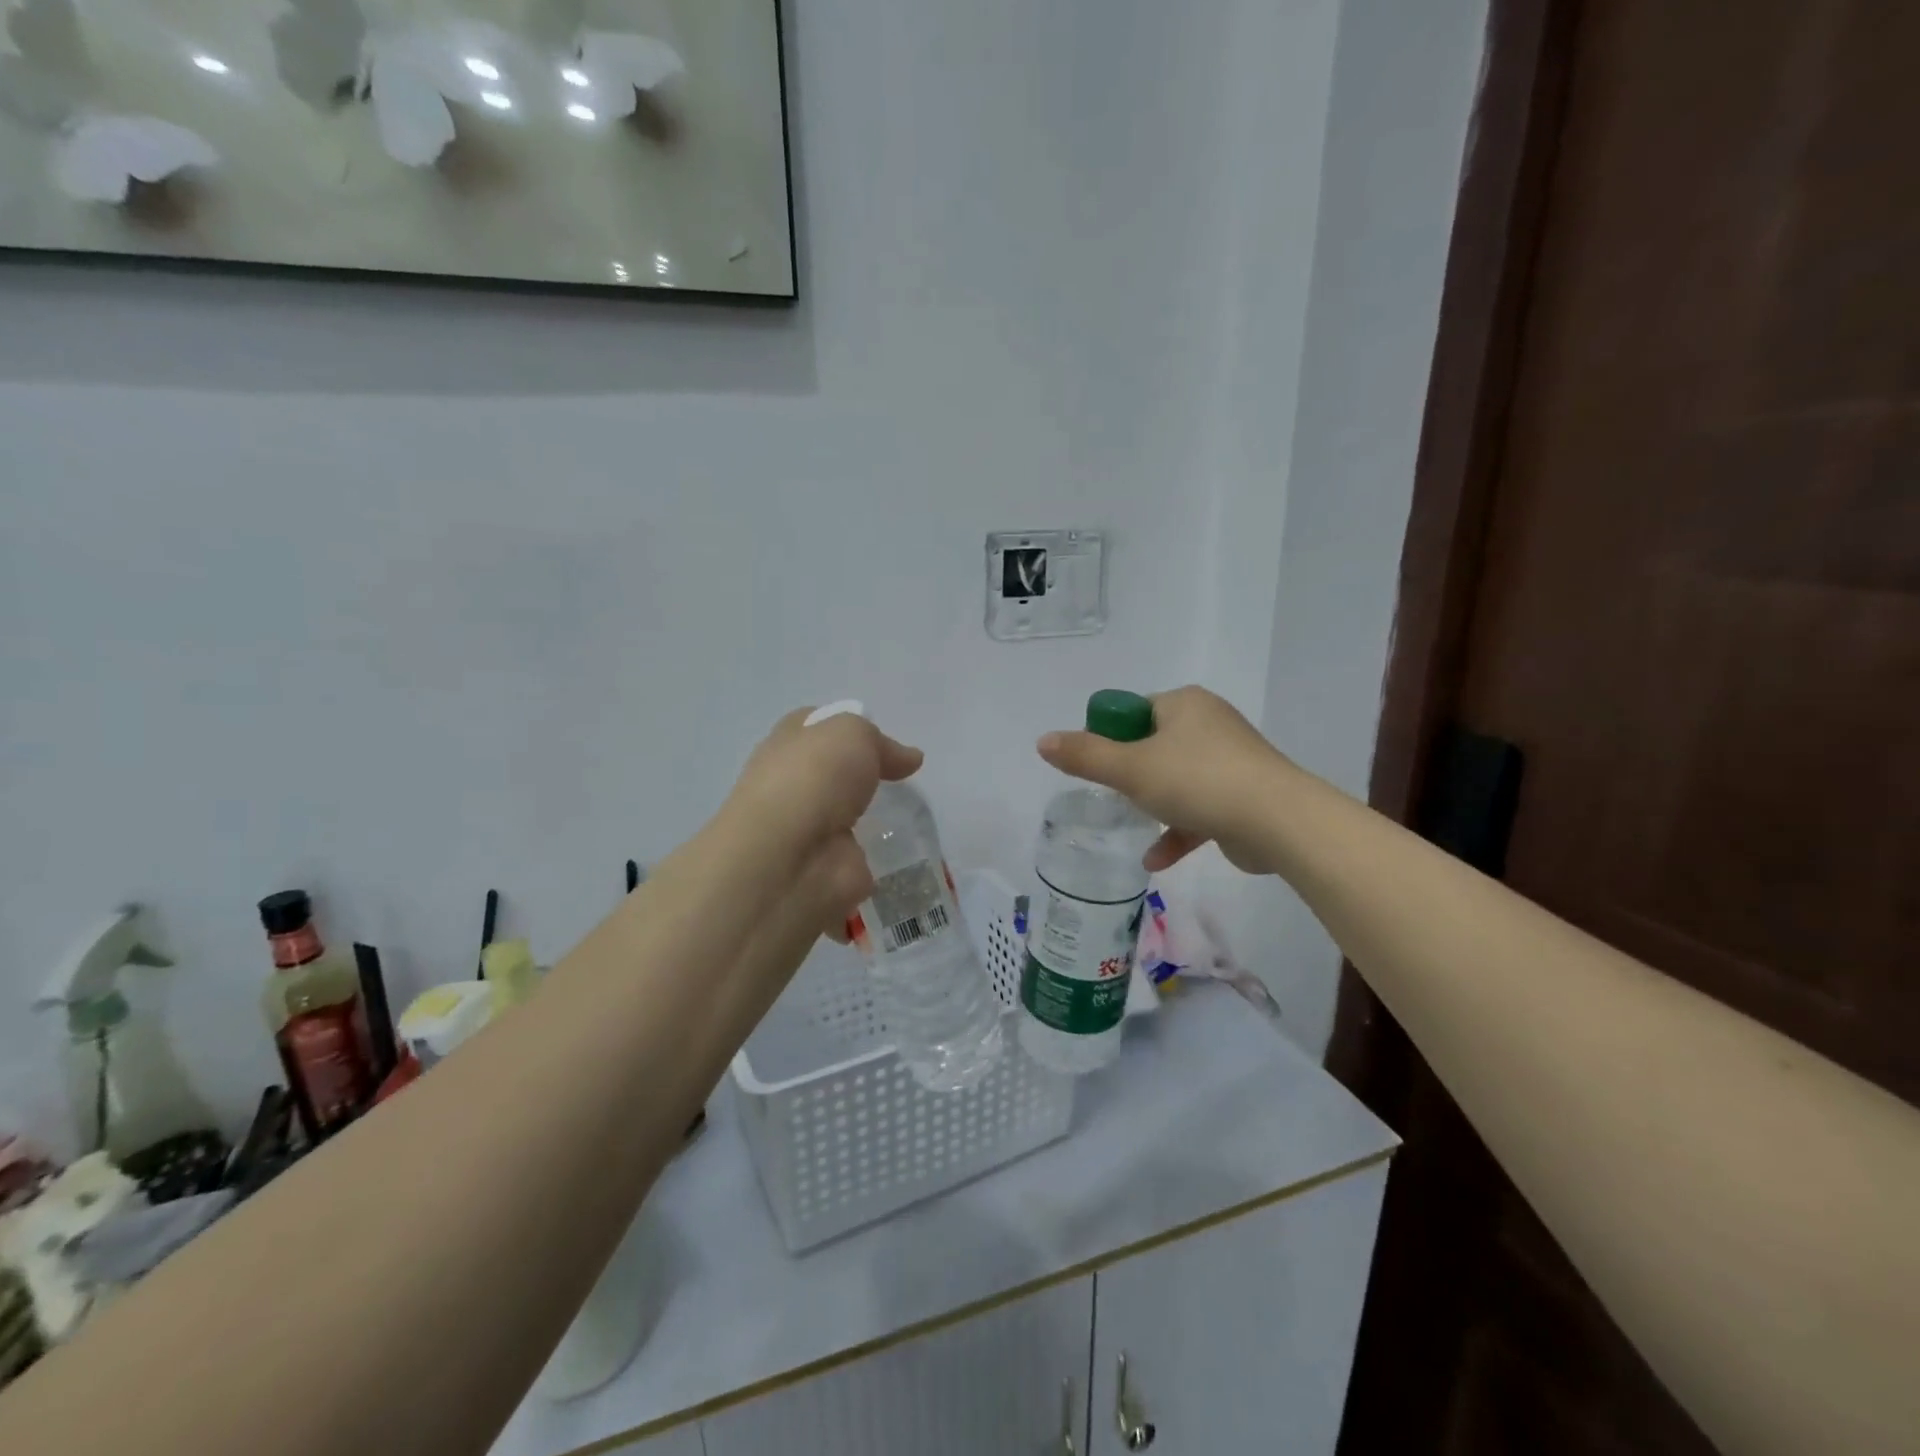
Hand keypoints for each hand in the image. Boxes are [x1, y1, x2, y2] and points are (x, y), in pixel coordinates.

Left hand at [724, 707, 923, 933]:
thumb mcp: (852, 733)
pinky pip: (860, 857)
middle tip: (903, 779)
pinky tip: (905, 852)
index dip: (848, 728)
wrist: (790, 858)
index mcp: (787, 746)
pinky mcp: (828, 867)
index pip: (816, 727)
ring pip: (846, 817)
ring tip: (911, 815)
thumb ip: (880, 742)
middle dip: (863, 776)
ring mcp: (809, 831)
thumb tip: (909, 758)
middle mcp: (792, 786)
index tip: (884, 740)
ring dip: (872, 819)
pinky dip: (879, 858)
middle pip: (833, 774)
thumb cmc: (814, 779)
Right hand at [1037, 686, 1291, 873]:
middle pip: (1154, 745)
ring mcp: (1231, 761)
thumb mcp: (1130, 768)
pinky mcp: (1243, 796)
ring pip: (1178, 778)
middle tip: (1114, 795)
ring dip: (1154, 804)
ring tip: (1133, 823)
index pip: (1135, 711)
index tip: (1098, 766)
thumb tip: (1043, 741)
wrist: (1278, 822)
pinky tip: (1156, 859)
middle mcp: (1210, 724)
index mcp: (1184, 704)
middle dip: (1131, 773)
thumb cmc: (1198, 782)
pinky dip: (1178, 830)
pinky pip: (1200, 808)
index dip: (1110, 737)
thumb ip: (1085, 756)